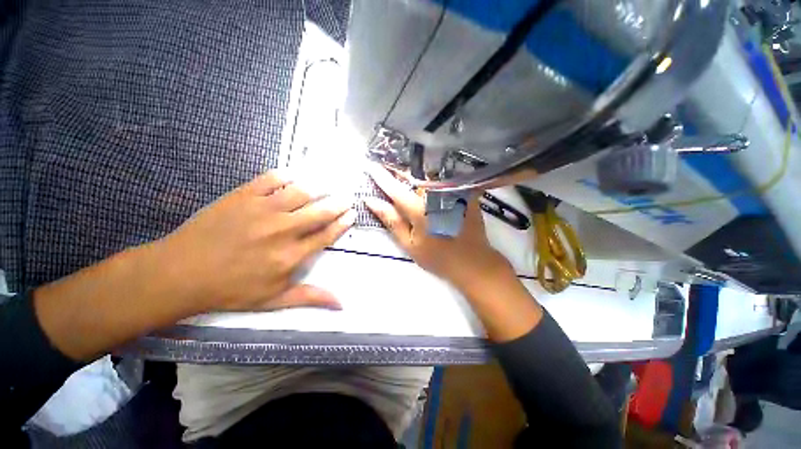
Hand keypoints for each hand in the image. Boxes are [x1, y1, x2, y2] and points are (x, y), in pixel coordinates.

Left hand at [156, 171, 355, 313]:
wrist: (181, 273)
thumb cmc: (231, 289)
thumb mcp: (273, 300)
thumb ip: (310, 297)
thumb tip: (341, 304)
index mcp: (291, 255)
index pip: (326, 235)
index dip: (342, 223)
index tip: (351, 214)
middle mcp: (283, 230)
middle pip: (320, 211)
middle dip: (338, 203)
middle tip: (346, 198)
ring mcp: (262, 210)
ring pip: (301, 192)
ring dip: (318, 188)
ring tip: (326, 186)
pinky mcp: (242, 196)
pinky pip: (271, 179)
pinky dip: (286, 176)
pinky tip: (293, 177)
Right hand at [364, 165, 509, 289]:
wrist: (472, 261)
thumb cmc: (437, 256)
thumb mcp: (409, 244)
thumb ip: (391, 221)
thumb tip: (371, 201)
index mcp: (419, 209)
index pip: (394, 188)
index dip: (380, 176)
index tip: (369, 166)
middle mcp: (435, 194)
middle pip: (412, 174)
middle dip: (397, 168)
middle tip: (385, 165)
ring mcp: (451, 192)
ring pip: (427, 174)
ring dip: (413, 170)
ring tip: (402, 170)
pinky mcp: (462, 192)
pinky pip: (442, 178)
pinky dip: (430, 175)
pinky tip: (424, 177)